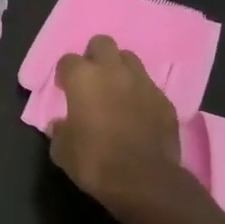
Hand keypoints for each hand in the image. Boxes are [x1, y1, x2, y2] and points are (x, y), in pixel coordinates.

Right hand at [48, 35, 181, 218]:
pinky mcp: (164, 100)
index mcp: (83, 78)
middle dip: (94, 56)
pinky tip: (136, 113)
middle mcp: (113, 71)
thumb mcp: (62, 151)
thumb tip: (61, 124)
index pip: (68, 60)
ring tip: (115, 91)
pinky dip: (139, 93)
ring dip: (119, 70)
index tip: (63, 89)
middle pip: (102, 43)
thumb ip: (59, 130)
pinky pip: (148, 86)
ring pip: (129, 59)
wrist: (143, 180)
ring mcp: (143, 83)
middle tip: (90, 80)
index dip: (64, 74)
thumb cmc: (94, 162)